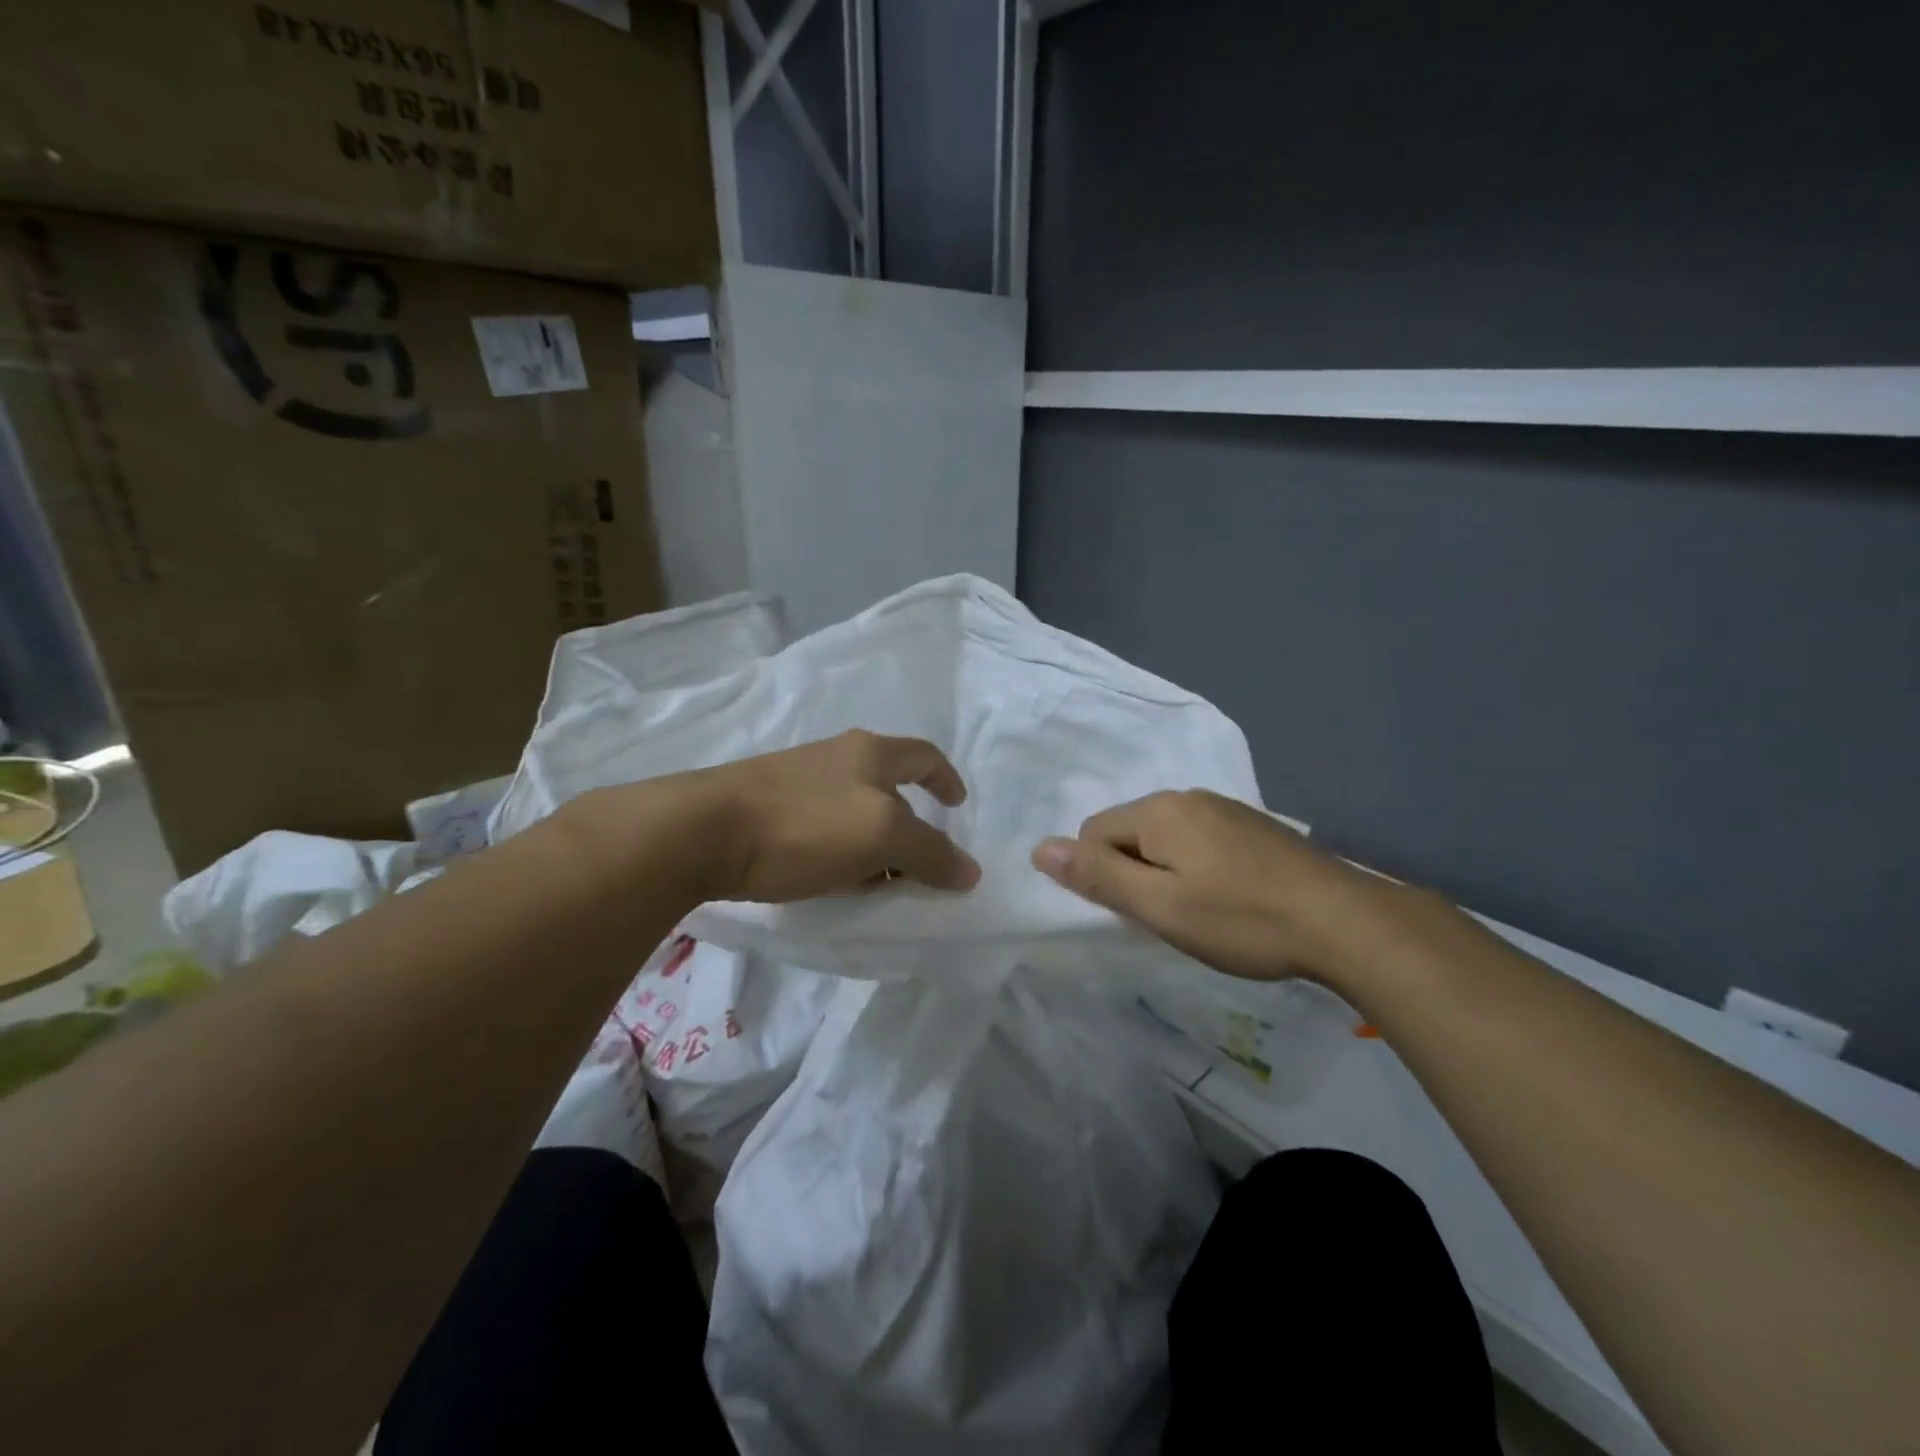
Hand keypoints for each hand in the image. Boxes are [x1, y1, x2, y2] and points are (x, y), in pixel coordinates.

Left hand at [688, 730, 981, 903]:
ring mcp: (797, 780)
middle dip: (909, 825)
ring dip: (873, 844)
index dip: (947, 779)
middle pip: (888, 787)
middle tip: (918, 866)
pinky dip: (840, 853)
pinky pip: (821, 829)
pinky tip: (831, 883)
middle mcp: (836, 758)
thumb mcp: (881, 836)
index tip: (958, 807)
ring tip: (877, 884)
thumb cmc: (805, 824)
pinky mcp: (768, 808)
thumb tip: (970, 872)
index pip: (924, 756)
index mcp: (870, 753)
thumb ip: (930, 853)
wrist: (703, 831)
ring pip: (853, 812)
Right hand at [1031, 789, 1416, 985]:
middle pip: (1130, 831)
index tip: (1138, 912)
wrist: (1344, 921)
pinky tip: (1231, 899)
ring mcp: (1226, 808)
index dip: (1101, 876)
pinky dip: (1198, 867)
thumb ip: (1098, 876)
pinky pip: (1201, 840)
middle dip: (1133, 872)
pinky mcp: (1254, 826)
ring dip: (1166, 871)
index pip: (1093, 833)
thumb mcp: (1159, 906)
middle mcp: (1188, 797)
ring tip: (1201, 913)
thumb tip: (1040, 848)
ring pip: (1167, 837)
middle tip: (1168, 917)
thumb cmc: (1240, 919)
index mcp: (1158, 811)